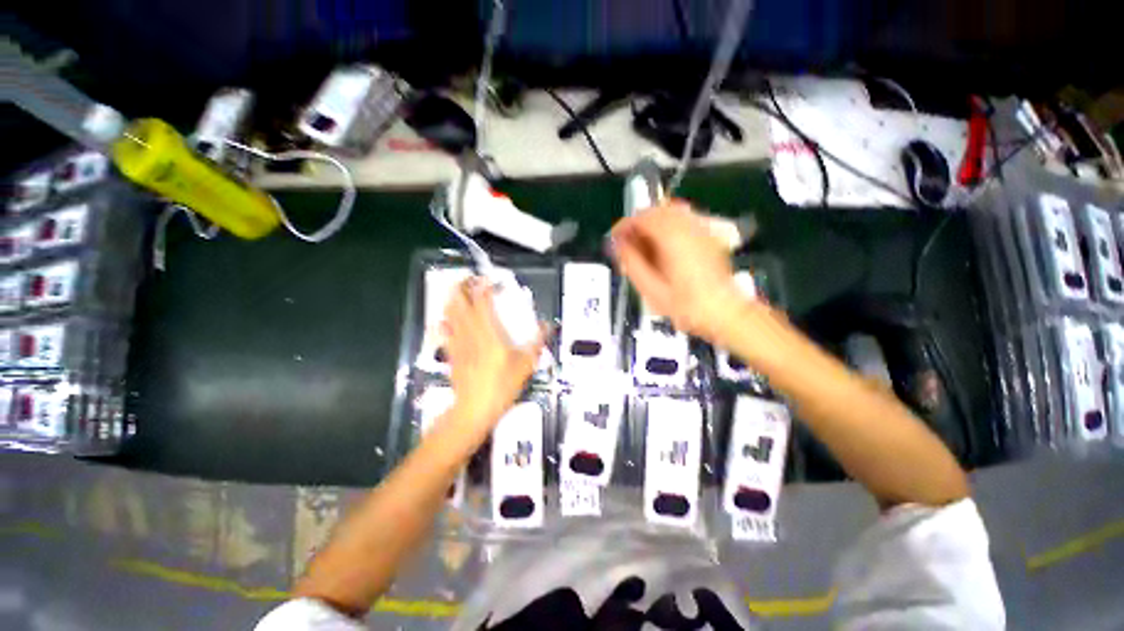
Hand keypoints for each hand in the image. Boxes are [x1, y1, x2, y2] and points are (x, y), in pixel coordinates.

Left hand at [441, 278, 545, 436]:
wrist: (473, 410)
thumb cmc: (501, 386)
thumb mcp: (525, 365)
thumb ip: (536, 342)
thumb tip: (547, 325)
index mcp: (489, 332)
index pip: (482, 302)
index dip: (482, 287)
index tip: (487, 279)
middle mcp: (470, 332)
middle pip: (460, 302)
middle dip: (462, 286)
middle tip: (469, 279)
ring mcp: (457, 342)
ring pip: (449, 314)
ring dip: (452, 299)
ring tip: (458, 292)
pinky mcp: (450, 353)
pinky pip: (443, 332)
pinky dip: (443, 321)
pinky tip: (444, 319)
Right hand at [610, 201, 744, 342]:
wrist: (723, 311)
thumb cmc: (685, 305)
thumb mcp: (650, 288)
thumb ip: (631, 262)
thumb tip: (618, 244)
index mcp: (672, 237)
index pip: (641, 217)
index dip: (623, 226)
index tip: (614, 239)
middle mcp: (688, 225)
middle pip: (656, 210)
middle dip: (637, 224)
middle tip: (627, 243)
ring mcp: (702, 228)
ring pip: (670, 211)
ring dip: (652, 224)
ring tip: (643, 245)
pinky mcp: (709, 234)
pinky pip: (684, 218)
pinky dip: (668, 225)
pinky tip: (663, 245)